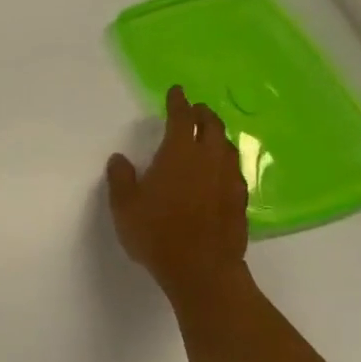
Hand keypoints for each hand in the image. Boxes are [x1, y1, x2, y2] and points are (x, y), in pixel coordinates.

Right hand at [106, 86, 249, 304]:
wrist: (202, 270)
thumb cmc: (156, 233)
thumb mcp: (124, 205)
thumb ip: (121, 178)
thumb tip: (120, 159)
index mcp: (179, 155)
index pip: (181, 119)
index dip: (178, 103)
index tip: (177, 92)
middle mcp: (209, 161)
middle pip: (212, 128)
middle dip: (203, 114)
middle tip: (194, 109)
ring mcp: (228, 181)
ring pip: (226, 148)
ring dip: (217, 136)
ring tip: (208, 135)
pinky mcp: (239, 201)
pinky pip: (233, 170)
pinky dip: (224, 161)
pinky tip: (218, 171)